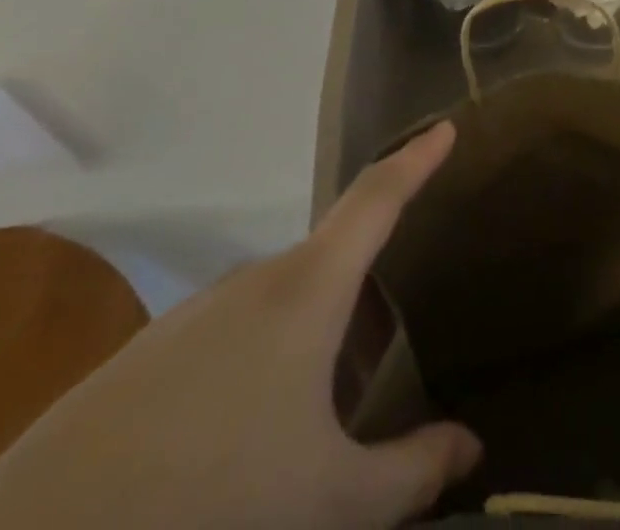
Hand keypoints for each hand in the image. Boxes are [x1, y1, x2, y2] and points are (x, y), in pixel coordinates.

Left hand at [0, 122, 480, 529]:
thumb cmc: (213, 503)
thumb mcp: (329, 502)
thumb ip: (410, 472)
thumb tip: (471, 447)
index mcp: (308, 289)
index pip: (377, 198)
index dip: (416, 160)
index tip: (446, 128)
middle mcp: (254, 279)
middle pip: (331, 265)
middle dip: (364, 302)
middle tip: (382, 365)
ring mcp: (195, 313)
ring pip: (280, 305)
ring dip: (311, 341)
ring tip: (314, 420)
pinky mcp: (147, 354)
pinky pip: (229, 336)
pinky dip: (259, 364)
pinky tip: (238, 443)